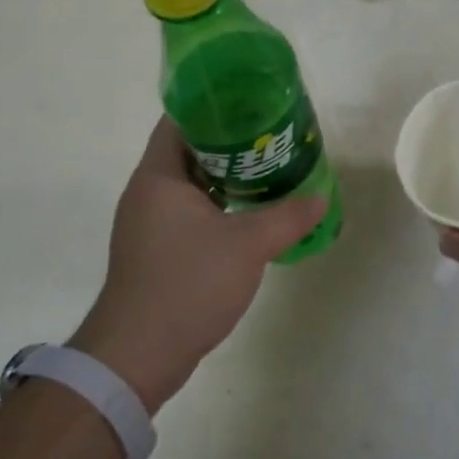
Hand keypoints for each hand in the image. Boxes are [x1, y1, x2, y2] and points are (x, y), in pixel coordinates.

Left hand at [69, 117, 325, 412]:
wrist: (138, 355)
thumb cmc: (188, 284)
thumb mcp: (247, 246)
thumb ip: (287, 217)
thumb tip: (321, 198)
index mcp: (159, 176)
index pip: (180, 120)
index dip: (214, 106)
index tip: (251, 102)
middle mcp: (148, 192)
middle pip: (188, 149)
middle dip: (229, 141)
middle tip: (271, 136)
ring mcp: (148, 224)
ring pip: (190, 184)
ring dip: (225, 176)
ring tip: (268, 169)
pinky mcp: (155, 251)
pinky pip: (188, 212)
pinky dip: (216, 204)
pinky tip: (248, 212)